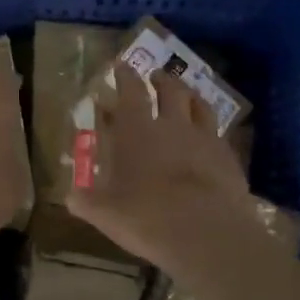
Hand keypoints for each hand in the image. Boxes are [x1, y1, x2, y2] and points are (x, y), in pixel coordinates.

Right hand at [66, 63, 253, 267]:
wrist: (207, 234)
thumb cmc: (146, 217)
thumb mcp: (105, 213)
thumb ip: (86, 201)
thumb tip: (70, 196)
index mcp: (136, 131)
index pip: (130, 91)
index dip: (124, 75)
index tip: (121, 65)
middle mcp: (172, 125)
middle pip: (170, 90)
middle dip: (161, 79)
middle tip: (156, 76)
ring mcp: (204, 139)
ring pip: (200, 105)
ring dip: (190, 95)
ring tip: (187, 95)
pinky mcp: (229, 158)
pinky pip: (219, 133)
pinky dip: (210, 128)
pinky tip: (209, 136)